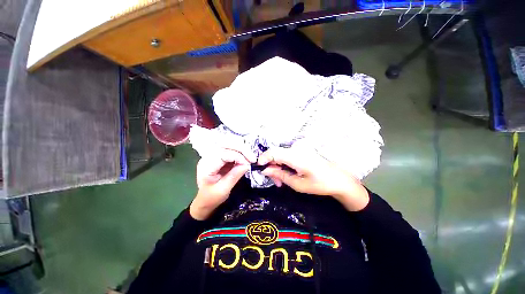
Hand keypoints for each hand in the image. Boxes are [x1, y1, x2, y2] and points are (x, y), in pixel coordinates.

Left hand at [190, 148, 252, 219]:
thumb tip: (247, 165)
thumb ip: (234, 176)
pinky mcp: (218, 155)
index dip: (237, 157)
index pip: (223, 154)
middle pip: (225, 144)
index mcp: (206, 166)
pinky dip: (240, 151)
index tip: (248, 164)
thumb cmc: (212, 197)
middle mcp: (207, 156)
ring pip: (228, 143)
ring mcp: (212, 154)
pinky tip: (246, 156)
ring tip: (250, 157)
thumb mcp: (223, 190)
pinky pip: (230, 148)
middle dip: (241, 149)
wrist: (204, 200)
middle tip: (252, 158)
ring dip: (241, 148)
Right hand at [258, 146, 368, 211]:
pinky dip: (284, 165)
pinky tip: (287, 174)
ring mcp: (300, 149)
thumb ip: (280, 175)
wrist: (340, 179)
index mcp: (296, 156)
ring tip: (281, 181)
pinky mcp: (302, 151)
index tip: (260, 169)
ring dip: (277, 167)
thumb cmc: (320, 184)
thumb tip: (265, 170)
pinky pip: (287, 156)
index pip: (273, 152)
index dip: (263, 159)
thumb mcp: (297, 184)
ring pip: (281, 155)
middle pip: (276, 154)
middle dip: (271, 166)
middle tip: (274, 181)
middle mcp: (297, 149)